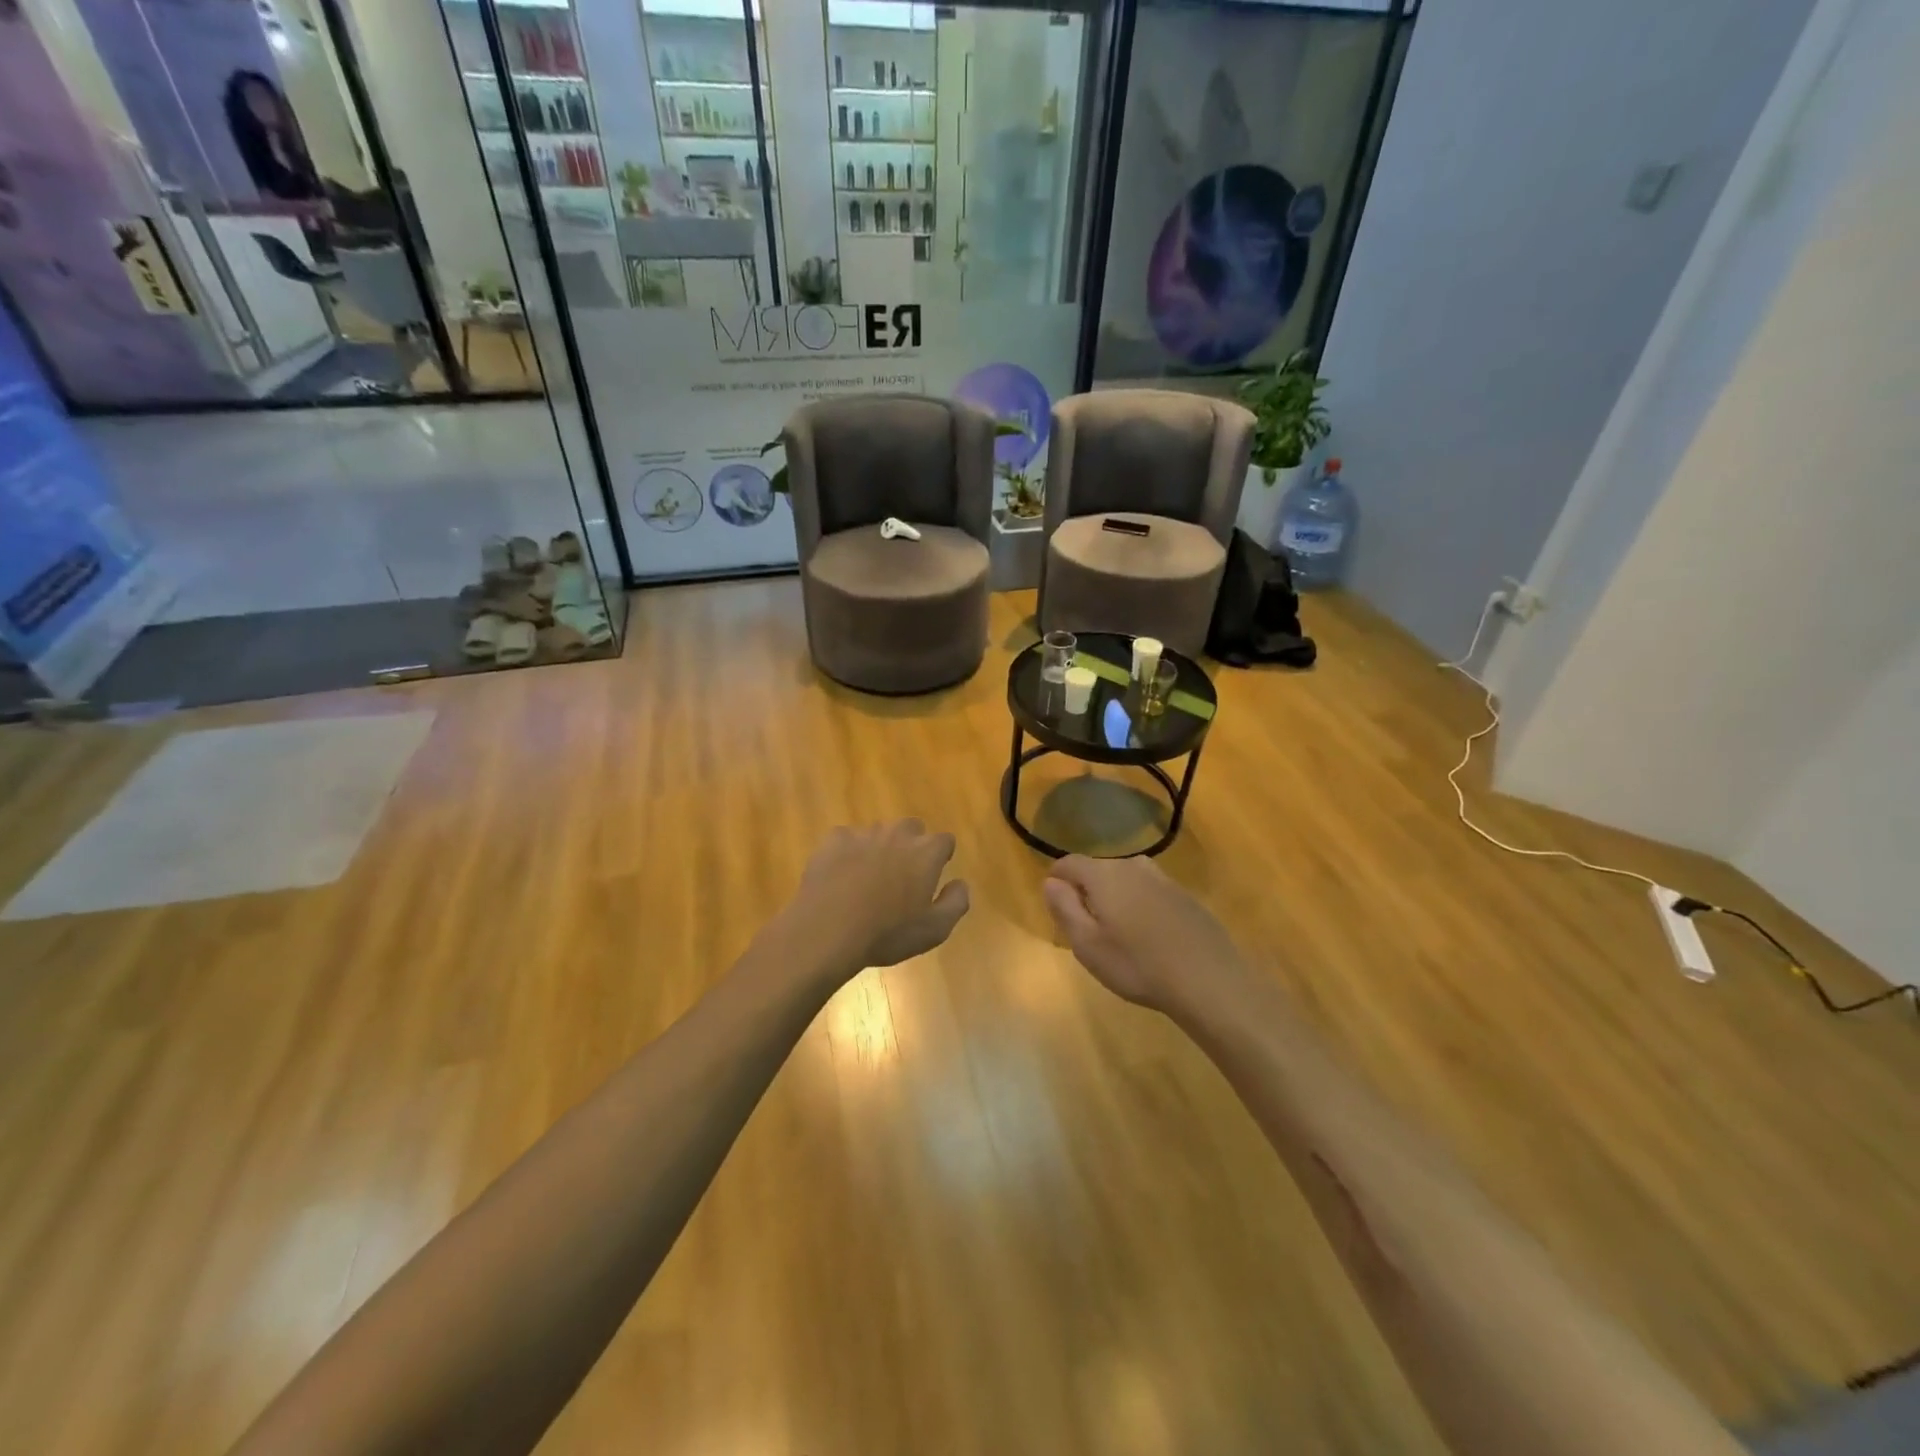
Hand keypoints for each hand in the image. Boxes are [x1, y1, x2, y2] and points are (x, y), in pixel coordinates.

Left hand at [780, 821, 970, 980]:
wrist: (828, 931)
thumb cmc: (887, 933)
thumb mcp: (935, 930)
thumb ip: (956, 902)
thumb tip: (960, 883)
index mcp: (925, 853)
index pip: (944, 840)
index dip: (941, 856)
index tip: (933, 874)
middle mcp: (897, 834)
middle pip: (911, 828)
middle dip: (911, 845)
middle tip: (902, 875)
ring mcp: (863, 834)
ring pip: (878, 833)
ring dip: (879, 848)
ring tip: (868, 879)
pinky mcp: (833, 840)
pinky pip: (847, 839)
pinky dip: (848, 853)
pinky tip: (841, 876)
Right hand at [1042, 855, 1248, 1013]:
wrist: (1208, 981)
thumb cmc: (1137, 965)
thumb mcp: (1087, 944)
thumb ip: (1064, 908)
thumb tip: (1051, 881)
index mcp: (1104, 875)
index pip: (1070, 863)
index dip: (1057, 879)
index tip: (1055, 904)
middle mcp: (1133, 866)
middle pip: (1098, 869)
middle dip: (1086, 890)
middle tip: (1085, 926)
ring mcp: (1163, 879)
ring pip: (1126, 879)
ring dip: (1115, 897)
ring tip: (1117, 932)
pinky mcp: (1186, 897)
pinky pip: (1150, 892)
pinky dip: (1141, 906)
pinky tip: (1148, 937)